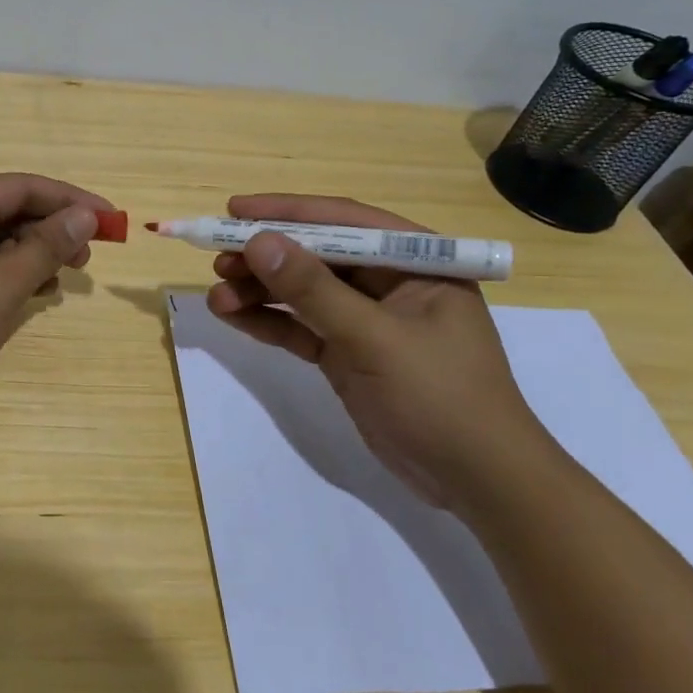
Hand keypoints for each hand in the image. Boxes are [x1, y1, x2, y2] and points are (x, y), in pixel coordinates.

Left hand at [0, 173, 113, 454]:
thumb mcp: (0, 285)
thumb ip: (45, 247)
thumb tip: (84, 214)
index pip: (25, 186)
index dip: (72, 201)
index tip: (112, 223)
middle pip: (10, 211)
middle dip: (52, 230)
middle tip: (86, 261)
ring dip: (33, 257)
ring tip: (61, 281)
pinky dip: (8, 280)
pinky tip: (29, 299)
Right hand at [206, 194, 557, 509]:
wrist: (476, 482)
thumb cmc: (440, 396)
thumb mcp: (374, 338)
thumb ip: (314, 290)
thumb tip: (258, 242)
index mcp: (415, 261)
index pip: (343, 222)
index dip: (286, 212)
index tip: (235, 210)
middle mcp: (389, 282)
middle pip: (316, 255)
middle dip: (266, 258)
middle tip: (217, 260)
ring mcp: (367, 319)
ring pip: (303, 293)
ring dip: (259, 292)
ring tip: (216, 297)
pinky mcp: (348, 353)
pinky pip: (301, 328)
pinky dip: (269, 322)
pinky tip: (233, 316)